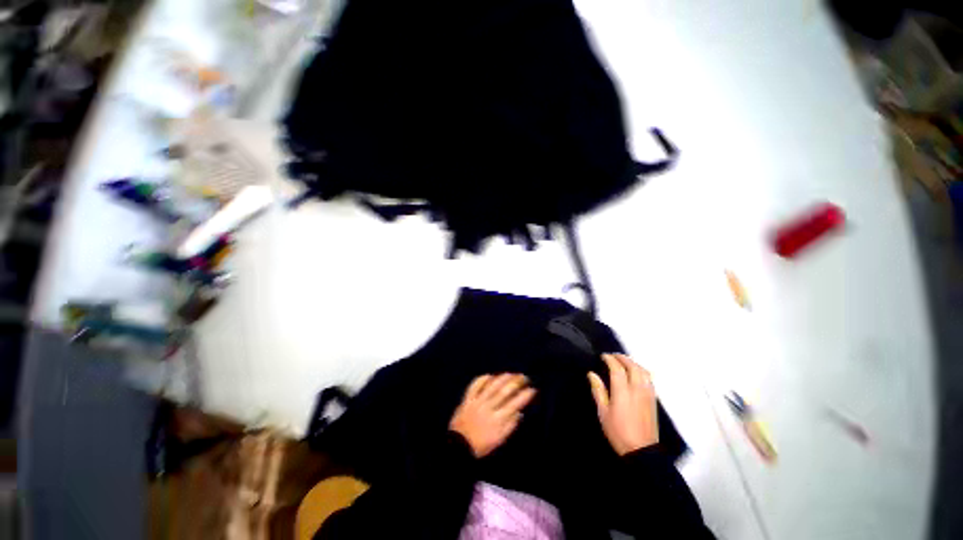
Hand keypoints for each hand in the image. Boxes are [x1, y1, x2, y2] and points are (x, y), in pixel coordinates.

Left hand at [450, 373, 535, 457]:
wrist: (458, 446)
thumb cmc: (481, 445)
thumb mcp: (499, 440)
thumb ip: (510, 426)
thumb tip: (520, 412)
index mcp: (498, 419)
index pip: (515, 404)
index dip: (525, 395)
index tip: (532, 389)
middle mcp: (489, 407)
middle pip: (504, 391)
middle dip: (516, 382)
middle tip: (524, 377)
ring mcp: (477, 401)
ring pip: (492, 385)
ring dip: (502, 378)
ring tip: (510, 374)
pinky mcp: (468, 399)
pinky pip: (475, 385)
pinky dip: (482, 379)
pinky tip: (489, 375)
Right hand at [588, 353, 658, 455]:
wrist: (641, 451)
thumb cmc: (618, 432)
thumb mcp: (603, 412)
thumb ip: (598, 391)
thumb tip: (592, 374)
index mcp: (623, 392)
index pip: (617, 368)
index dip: (610, 359)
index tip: (603, 356)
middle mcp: (637, 389)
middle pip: (632, 366)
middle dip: (622, 358)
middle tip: (613, 356)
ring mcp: (647, 394)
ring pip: (643, 371)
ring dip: (633, 363)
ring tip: (624, 362)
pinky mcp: (653, 400)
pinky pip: (649, 379)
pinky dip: (641, 371)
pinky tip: (637, 373)